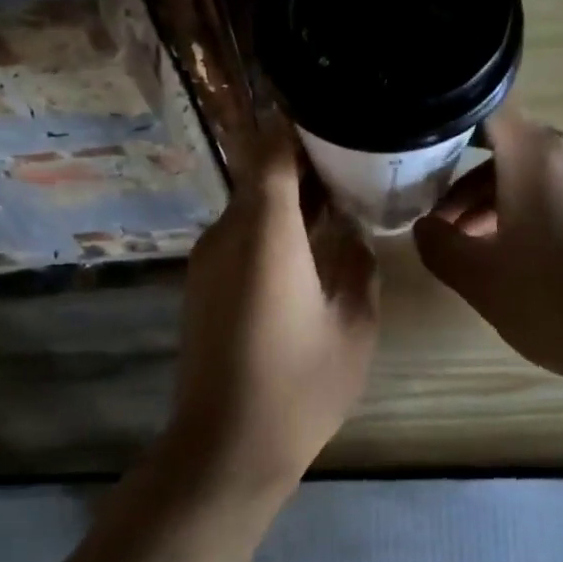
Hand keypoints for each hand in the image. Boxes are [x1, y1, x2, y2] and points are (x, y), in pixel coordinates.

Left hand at [166, 117, 379, 492]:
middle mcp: (227, 234)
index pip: (271, 148)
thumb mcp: (354, 327)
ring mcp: (207, 260)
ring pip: (250, 204)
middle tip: (356, 161)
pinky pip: (240, 235)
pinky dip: (273, 227)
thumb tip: (354, 237)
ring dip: (290, 197)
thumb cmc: (300, 388)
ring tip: (339, 203)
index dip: (298, 123)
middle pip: (260, 172)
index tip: (336, 115)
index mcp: (266, 234)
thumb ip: (360, 268)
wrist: (226, 446)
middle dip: (305, 161)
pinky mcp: (202, 285)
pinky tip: (308, 249)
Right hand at [412, 109, 562, 398]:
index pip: (484, 113)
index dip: (447, 132)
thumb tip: (425, 227)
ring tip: (475, 249)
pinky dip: (534, 211)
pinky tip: (520, 256)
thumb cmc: (555, 301)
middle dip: (468, 187)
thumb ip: (439, 245)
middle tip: (442, 228)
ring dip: (499, 203)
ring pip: (537, 174)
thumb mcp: (480, 279)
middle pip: (509, 150)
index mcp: (536, 155)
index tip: (422, 163)